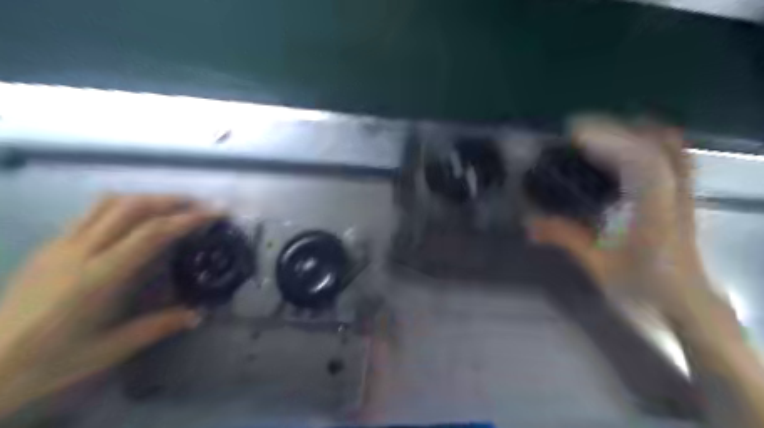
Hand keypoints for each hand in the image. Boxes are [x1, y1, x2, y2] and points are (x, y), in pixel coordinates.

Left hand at [0, 196, 218, 415]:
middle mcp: (80, 251)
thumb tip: (198, 314)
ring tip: (174, 207)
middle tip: (202, 206)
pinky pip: (92, 212)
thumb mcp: (111, 349)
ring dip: (148, 198)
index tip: (217, 213)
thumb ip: (159, 326)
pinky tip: (137, 220)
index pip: (152, 233)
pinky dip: (124, 206)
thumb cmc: (50, 359)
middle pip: (133, 207)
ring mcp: (61, 244)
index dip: (189, 218)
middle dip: (173, 200)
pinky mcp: (50, 246)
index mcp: (100, 276)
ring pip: (110, 203)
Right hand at [527, 116, 725, 322]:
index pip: (639, 160)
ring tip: (600, 135)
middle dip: (614, 130)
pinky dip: (651, 143)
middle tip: (577, 133)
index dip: (607, 139)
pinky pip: (674, 156)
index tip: (574, 133)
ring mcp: (683, 191)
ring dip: (634, 132)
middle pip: (654, 143)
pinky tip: (629, 147)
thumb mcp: (597, 264)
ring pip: (670, 146)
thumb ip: (564, 237)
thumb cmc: (642, 288)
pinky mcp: (683, 194)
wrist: (687, 305)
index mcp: (653, 210)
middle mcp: (673, 193)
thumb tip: (528, 223)